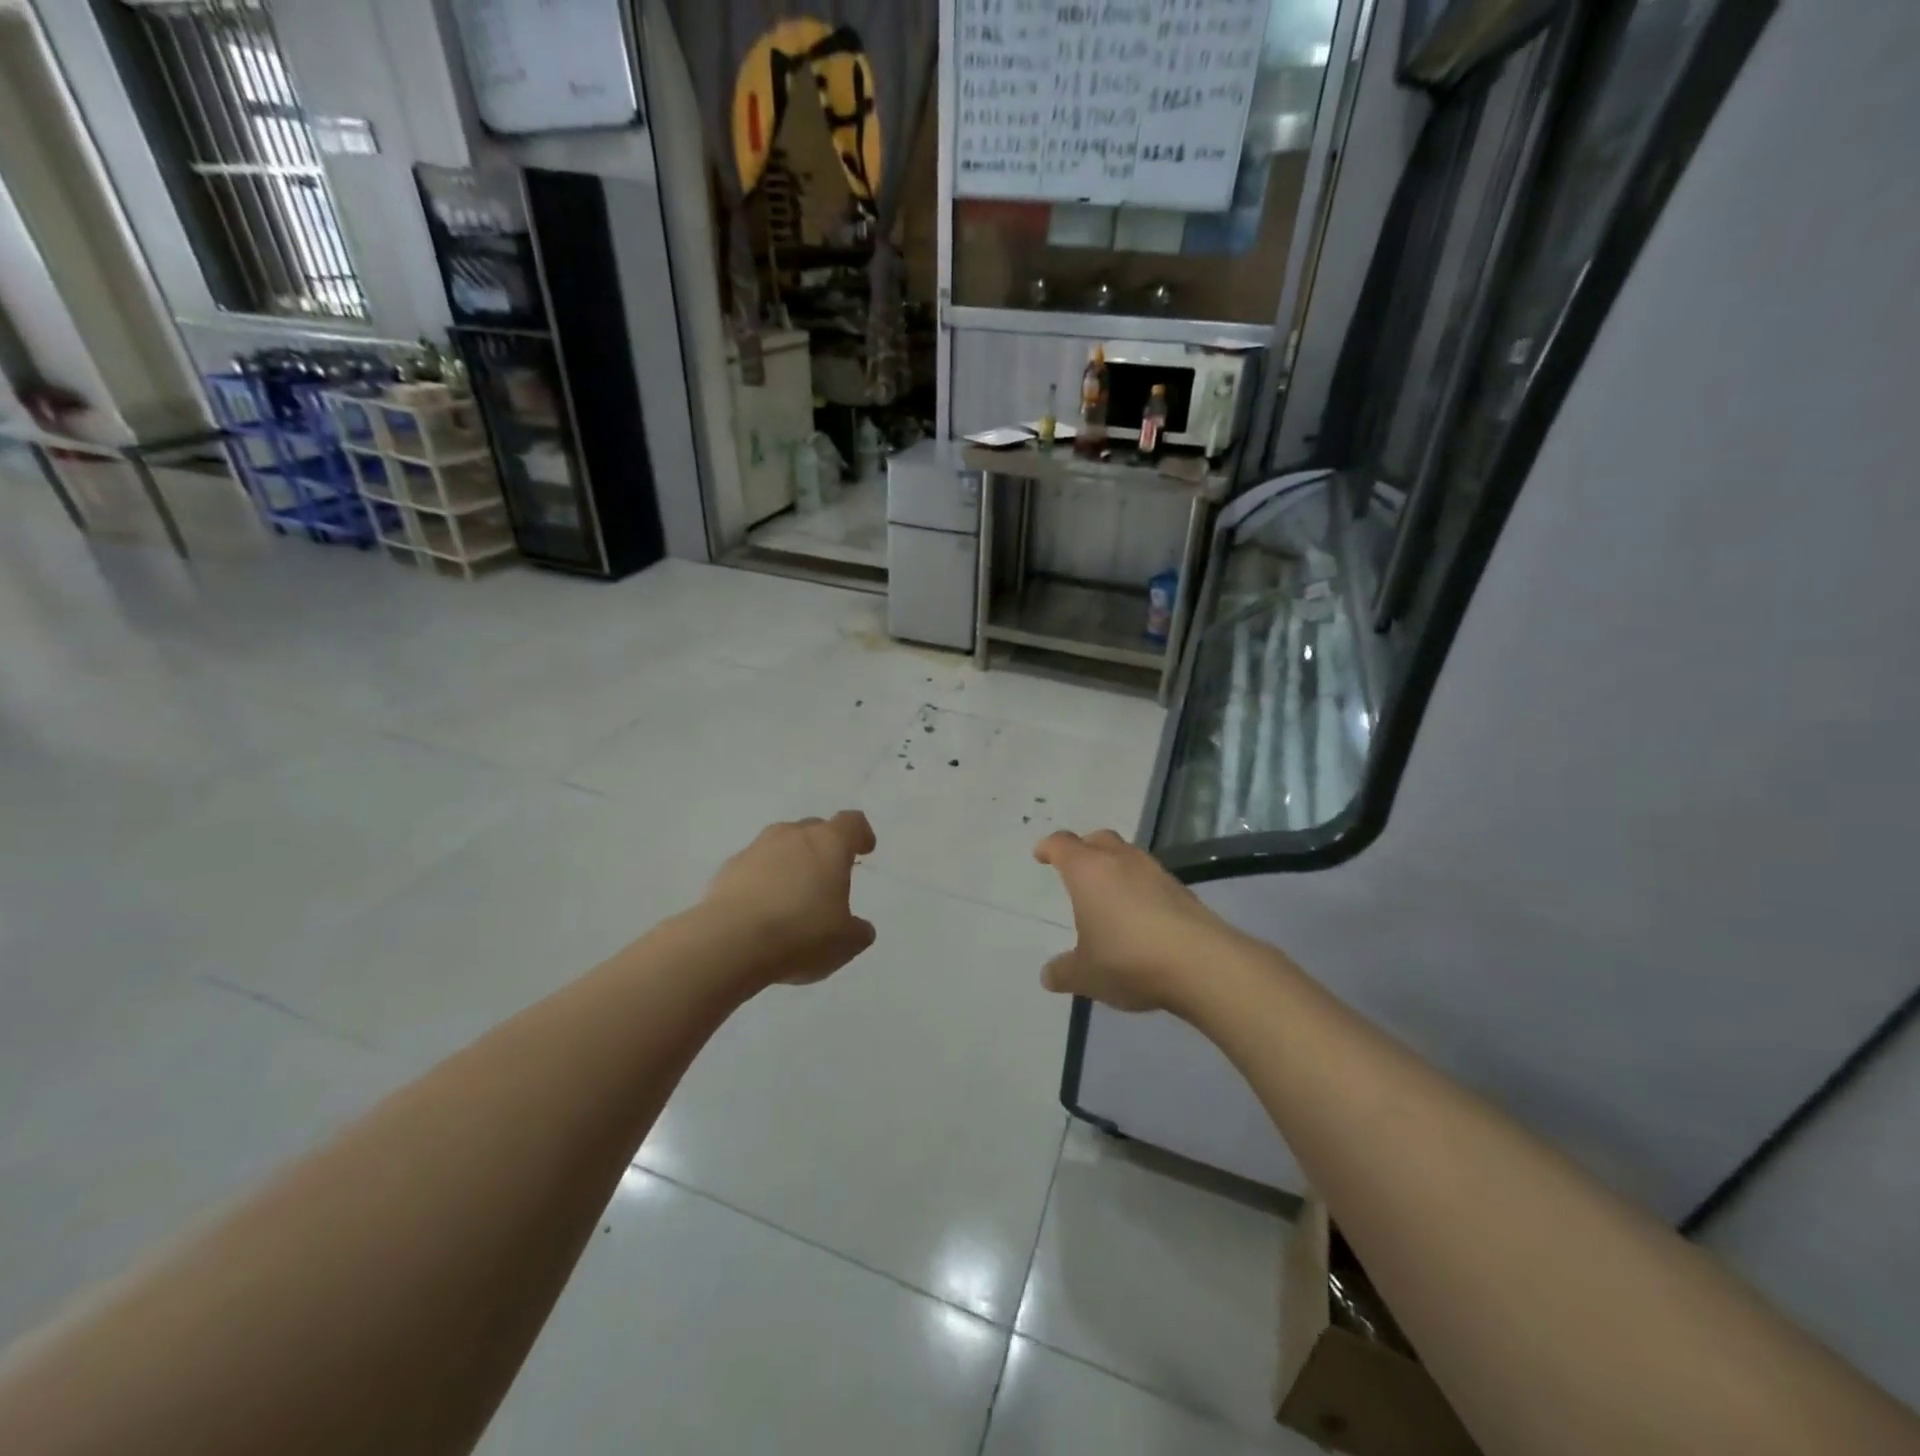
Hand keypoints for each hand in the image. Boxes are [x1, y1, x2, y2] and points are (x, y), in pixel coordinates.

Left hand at [703, 811, 877, 986]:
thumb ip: (858, 931)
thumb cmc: (800, 933)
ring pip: (781, 845)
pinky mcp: (728, 869)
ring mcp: (756, 848)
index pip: (852, 822)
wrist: (730, 942)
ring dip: (791, 862)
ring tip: (793, 895)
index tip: (864, 850)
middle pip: (814, 829)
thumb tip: (859, 928)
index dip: (861, 834)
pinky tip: (763, 910)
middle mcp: (792, 835)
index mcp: (829, 843)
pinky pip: (754, 867)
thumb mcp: (845, 943)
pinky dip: (763, 880)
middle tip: (828, 875)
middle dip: (824, 847)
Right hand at [1033, 829, 1235, 1013]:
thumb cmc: (1128, 959)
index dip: (1049, 848)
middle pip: (1098, 839)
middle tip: (1076, 867)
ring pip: (1128, 856)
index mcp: (1088, 871)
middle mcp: (1121, 860)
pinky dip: (1140, 888)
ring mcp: (1155, 872)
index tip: (1041, 854)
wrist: (1201, 964)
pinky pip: (1151, 878)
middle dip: (1084, 848)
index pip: (1062, 845)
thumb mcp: (1086, 974)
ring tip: (1109, 894)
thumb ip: (1063, 972)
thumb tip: (1048, 975)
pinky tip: (1140, 915)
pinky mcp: (1182, 890)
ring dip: (1115, 867)